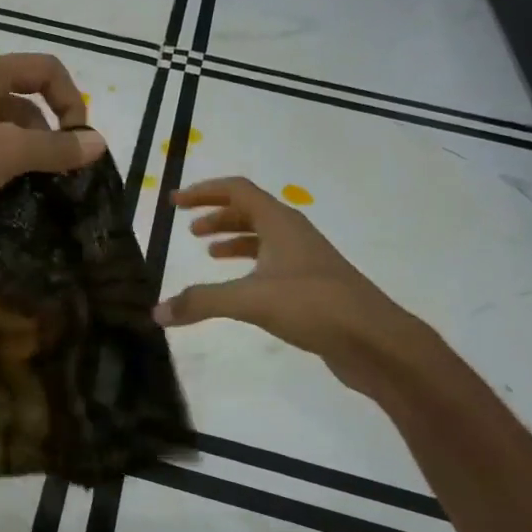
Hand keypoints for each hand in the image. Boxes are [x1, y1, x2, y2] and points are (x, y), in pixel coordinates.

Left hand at [0, 53, 105, 254]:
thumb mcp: (6, 152)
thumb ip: (55, 148)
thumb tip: (98, 143)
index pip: (46, 70)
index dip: (71, 101)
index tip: (79, 143)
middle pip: (25, 101)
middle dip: (48, 135)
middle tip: (59, 176)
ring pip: (2, 131)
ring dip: (24, 157)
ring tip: (35, 191)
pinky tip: (5, 198)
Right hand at [154, 177, 428, 392]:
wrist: (375, 341)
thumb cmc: (314, 306)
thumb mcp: (251, 300)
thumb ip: (202, 302)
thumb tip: (156, 312)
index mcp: (281, 223)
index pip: (238, 191)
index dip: (204, 192)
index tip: (175, 202)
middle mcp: (294, 234)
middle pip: (251, 211)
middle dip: (217, 216)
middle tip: (189, 229)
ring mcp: (306, 261)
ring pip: (263, 238)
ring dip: (234, 239)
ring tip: (208, 253)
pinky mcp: (311, 287)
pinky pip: (272, 264)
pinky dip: (248, 267)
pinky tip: (238, 288)